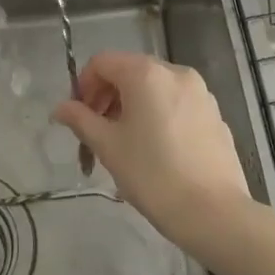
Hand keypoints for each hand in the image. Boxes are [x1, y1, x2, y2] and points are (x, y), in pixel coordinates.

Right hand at [53, 51, 254, 251]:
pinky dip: (158, 116)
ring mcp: (200, 92)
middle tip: (96, 134)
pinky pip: (176, 104)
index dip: (83, 85)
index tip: (78, 118)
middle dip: (107, 98)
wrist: (213, 212)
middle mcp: (175, 72)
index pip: (102, 62)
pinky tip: (156, 152)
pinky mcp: (214, 114)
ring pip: (154, 89)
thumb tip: (60, 108)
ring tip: (124, 146)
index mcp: (146, 73)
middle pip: (129, 72)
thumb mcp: (107, 146)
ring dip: (131, 108)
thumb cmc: (152, 174)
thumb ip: (80, 119)